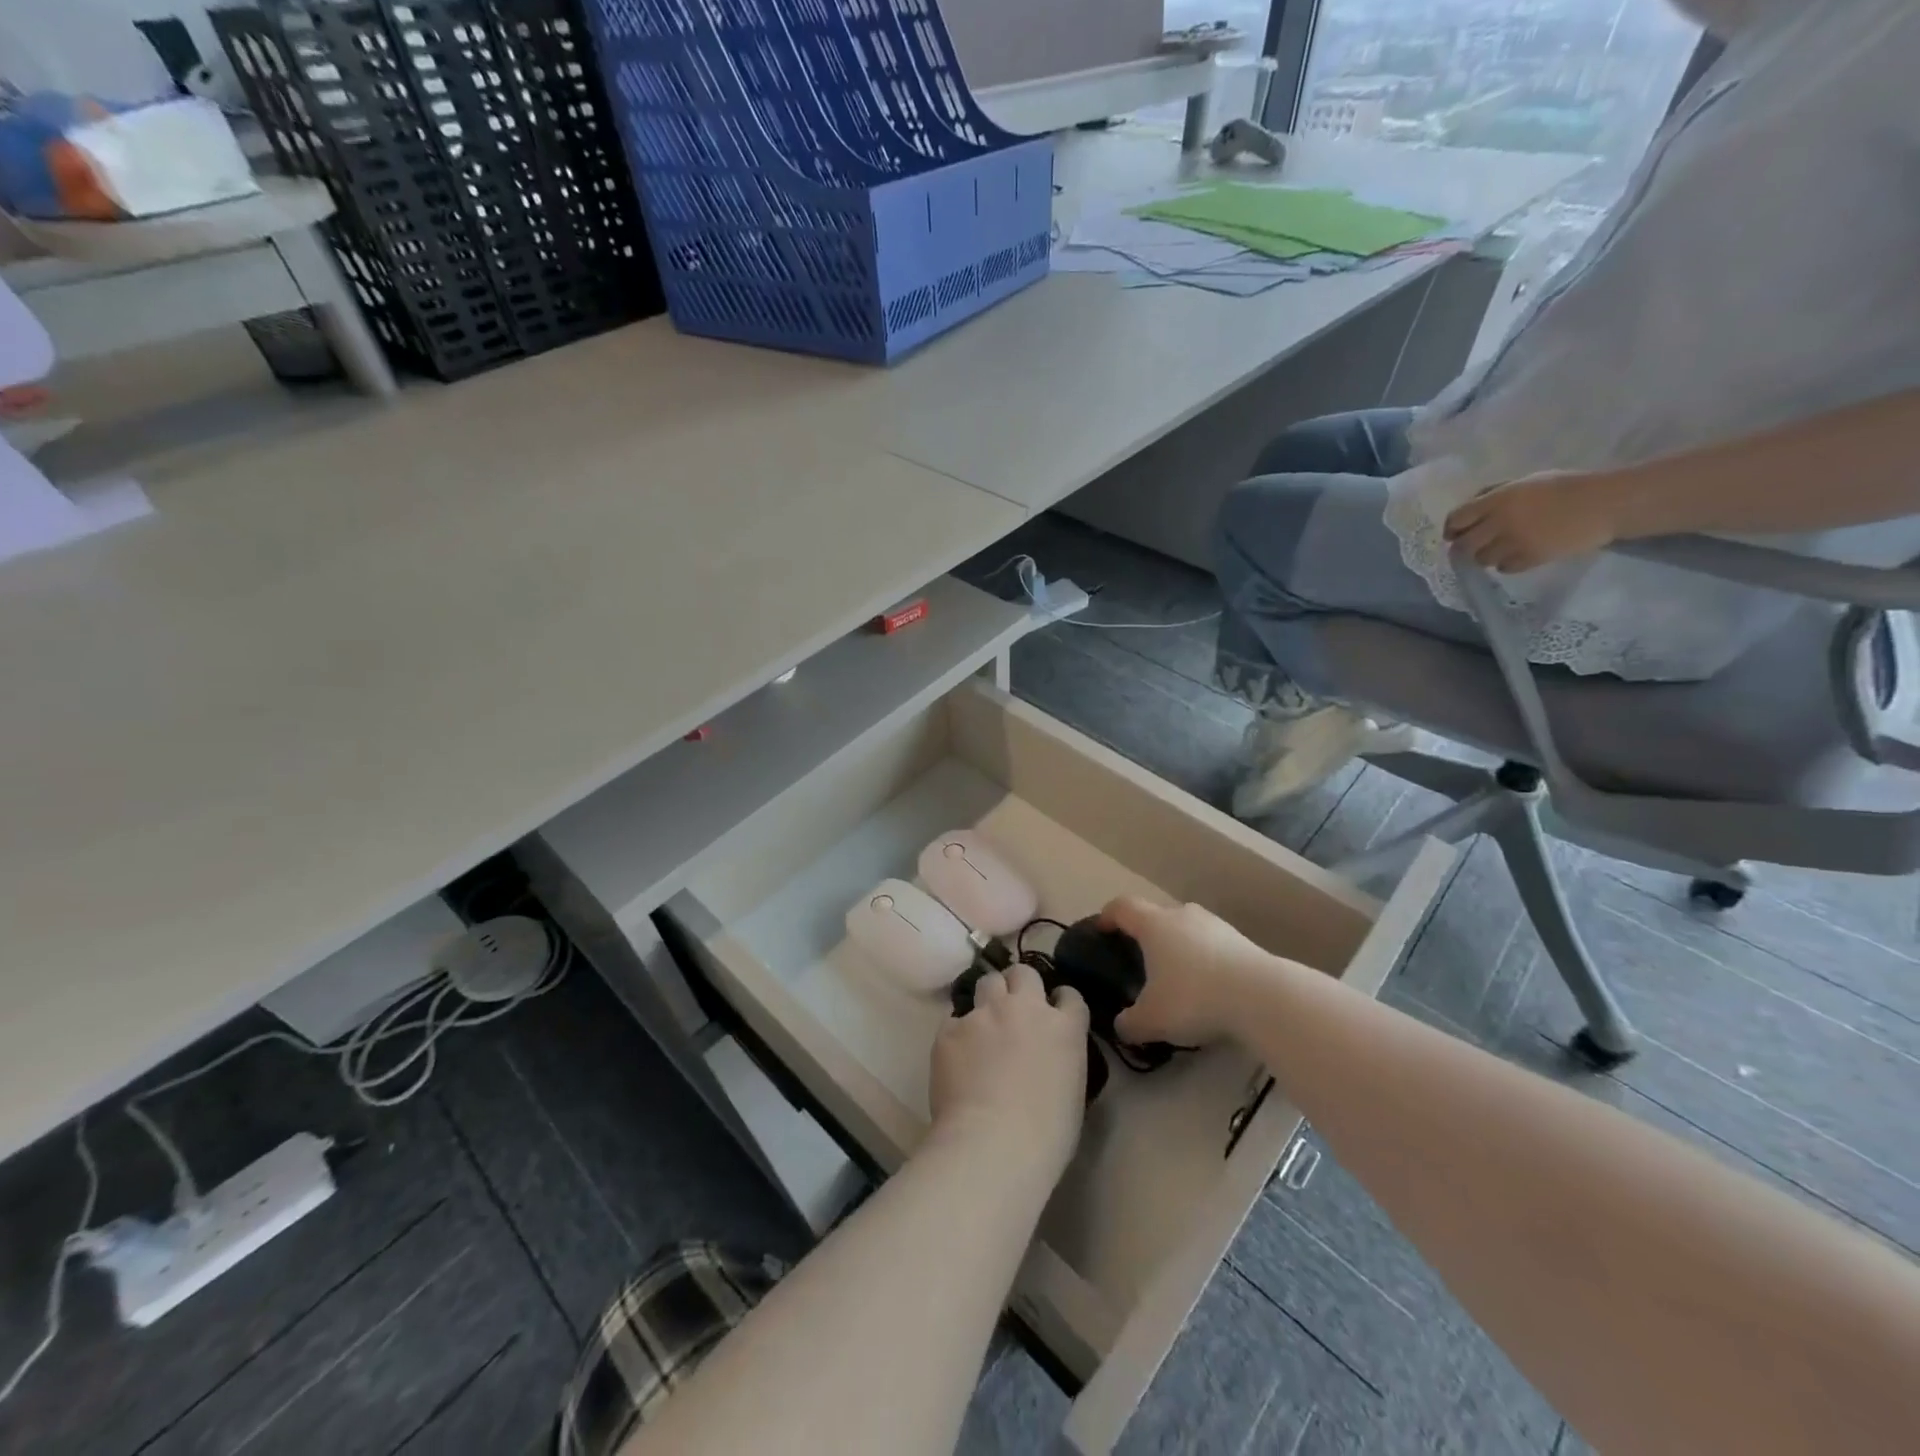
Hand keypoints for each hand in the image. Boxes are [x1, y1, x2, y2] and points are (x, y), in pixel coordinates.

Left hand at [930, 962, 1088, 1180]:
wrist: (993, 1145)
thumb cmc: (1046, 1135)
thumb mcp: (1072, 1092)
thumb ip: (1062, 1059)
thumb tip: (1048, 1056)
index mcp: (1063, 1027)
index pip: (1069, 995)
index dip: (1060, 1000)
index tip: (1054, 1010)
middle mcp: (1025, 1008)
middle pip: (1023, 973)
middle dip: (1020, 984)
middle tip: (1014, 1007)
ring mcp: (985, 1014)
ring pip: (987, 981)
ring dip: (989, 996)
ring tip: (984, 1020)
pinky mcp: (951, 1028)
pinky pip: (954, 1018)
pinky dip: (958, 1031)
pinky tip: (957, 1055)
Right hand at [1100, 896, 1273, 1047]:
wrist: (1263, 996)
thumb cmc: (1194, 997)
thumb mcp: (1151, 1020)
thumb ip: (1128, 1024)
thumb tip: (1122, 1026)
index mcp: (1153, 924)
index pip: (1121, 906)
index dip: (1107, 916)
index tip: (1101, 931)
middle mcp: (1182, 915)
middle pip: (1156, 915)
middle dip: (1145, 935)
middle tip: (1141, 963)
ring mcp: (1215, 925)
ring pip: (1186, 929)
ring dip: (1178, 948)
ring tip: (1177, 978)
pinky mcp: (1242, 941)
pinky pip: (1212, 945)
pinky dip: (1204, 960)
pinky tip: (1209, 989)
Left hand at [1443, 470, 1622, 572]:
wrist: (1606, 503)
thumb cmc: (1567, 487)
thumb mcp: (1526, 482)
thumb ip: (1496, 494)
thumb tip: (1472, 509)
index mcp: (1498, 499)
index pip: (1457, 518)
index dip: (1452, 528)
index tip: (1454, 533)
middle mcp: (1500, 522)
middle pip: (1463, 545)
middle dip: (1463, 547)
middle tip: (1471, 547)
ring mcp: (1514, 542)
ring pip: (1481, 559)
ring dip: (1485, 556)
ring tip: (1498, 550)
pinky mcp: (1530, 558)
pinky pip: (1504, 568)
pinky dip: (1505, 565)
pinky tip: (1516, 557)